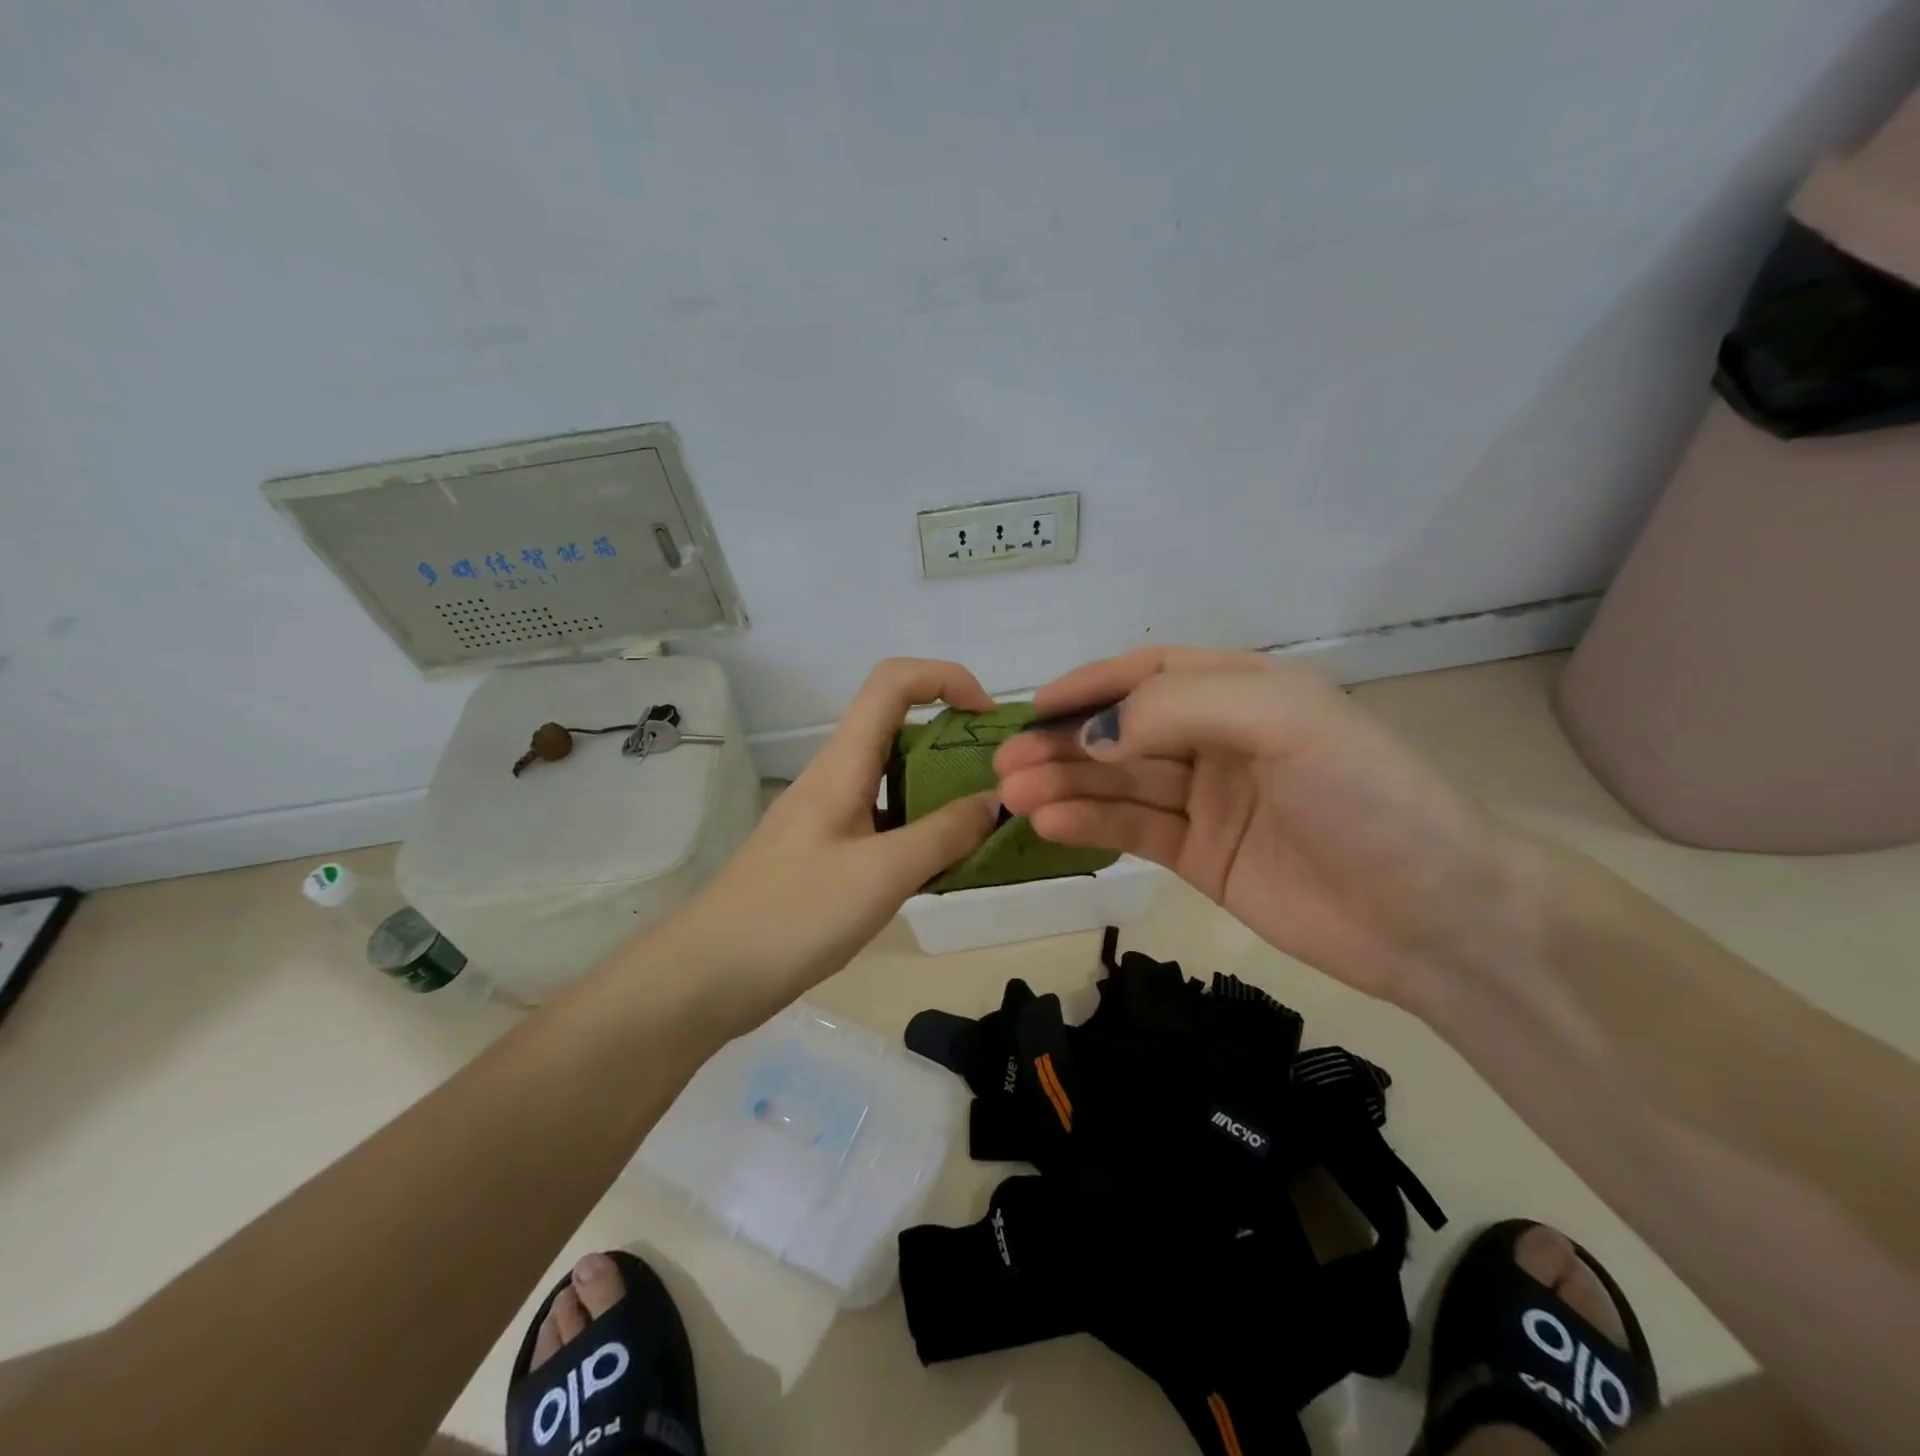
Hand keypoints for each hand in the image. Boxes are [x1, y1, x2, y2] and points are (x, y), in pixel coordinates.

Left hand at [674, 658, 1000, 1005]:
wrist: (709, 974)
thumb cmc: (795, 914)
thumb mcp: (882, 874)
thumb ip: (944, 834)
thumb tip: (995, 801)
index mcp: (843, 763)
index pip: (894, 682)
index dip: (946, 678)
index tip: (989, 718)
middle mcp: (835, 777)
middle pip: (898, 726)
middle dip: (954, 737)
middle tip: (999, 779)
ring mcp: (828, 816)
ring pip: (893, 777)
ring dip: (941, 786)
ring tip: (983, 822)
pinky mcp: (826, 852)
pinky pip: (884, 820)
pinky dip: (920, 827)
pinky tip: (943, 864)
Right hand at [993, 646, 1525, 1004]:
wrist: (1437, 917)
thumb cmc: (1366, 797)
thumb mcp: (1284, 720)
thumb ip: (1180, 707)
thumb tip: (1092, 733)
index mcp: (1244, 691)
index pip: (1149, 672)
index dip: (1090, 685)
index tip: (1034, 706)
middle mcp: (1220, 739)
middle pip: (1124, 732)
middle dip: (1064, 744)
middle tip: (1006, 764)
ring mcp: (1209, 801)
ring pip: (1121, 783)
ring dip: (1067, 786)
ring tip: (1013, 797)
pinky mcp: (1202, 856)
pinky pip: (1135, 831)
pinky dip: (1091, 825)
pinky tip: (1052, 826)